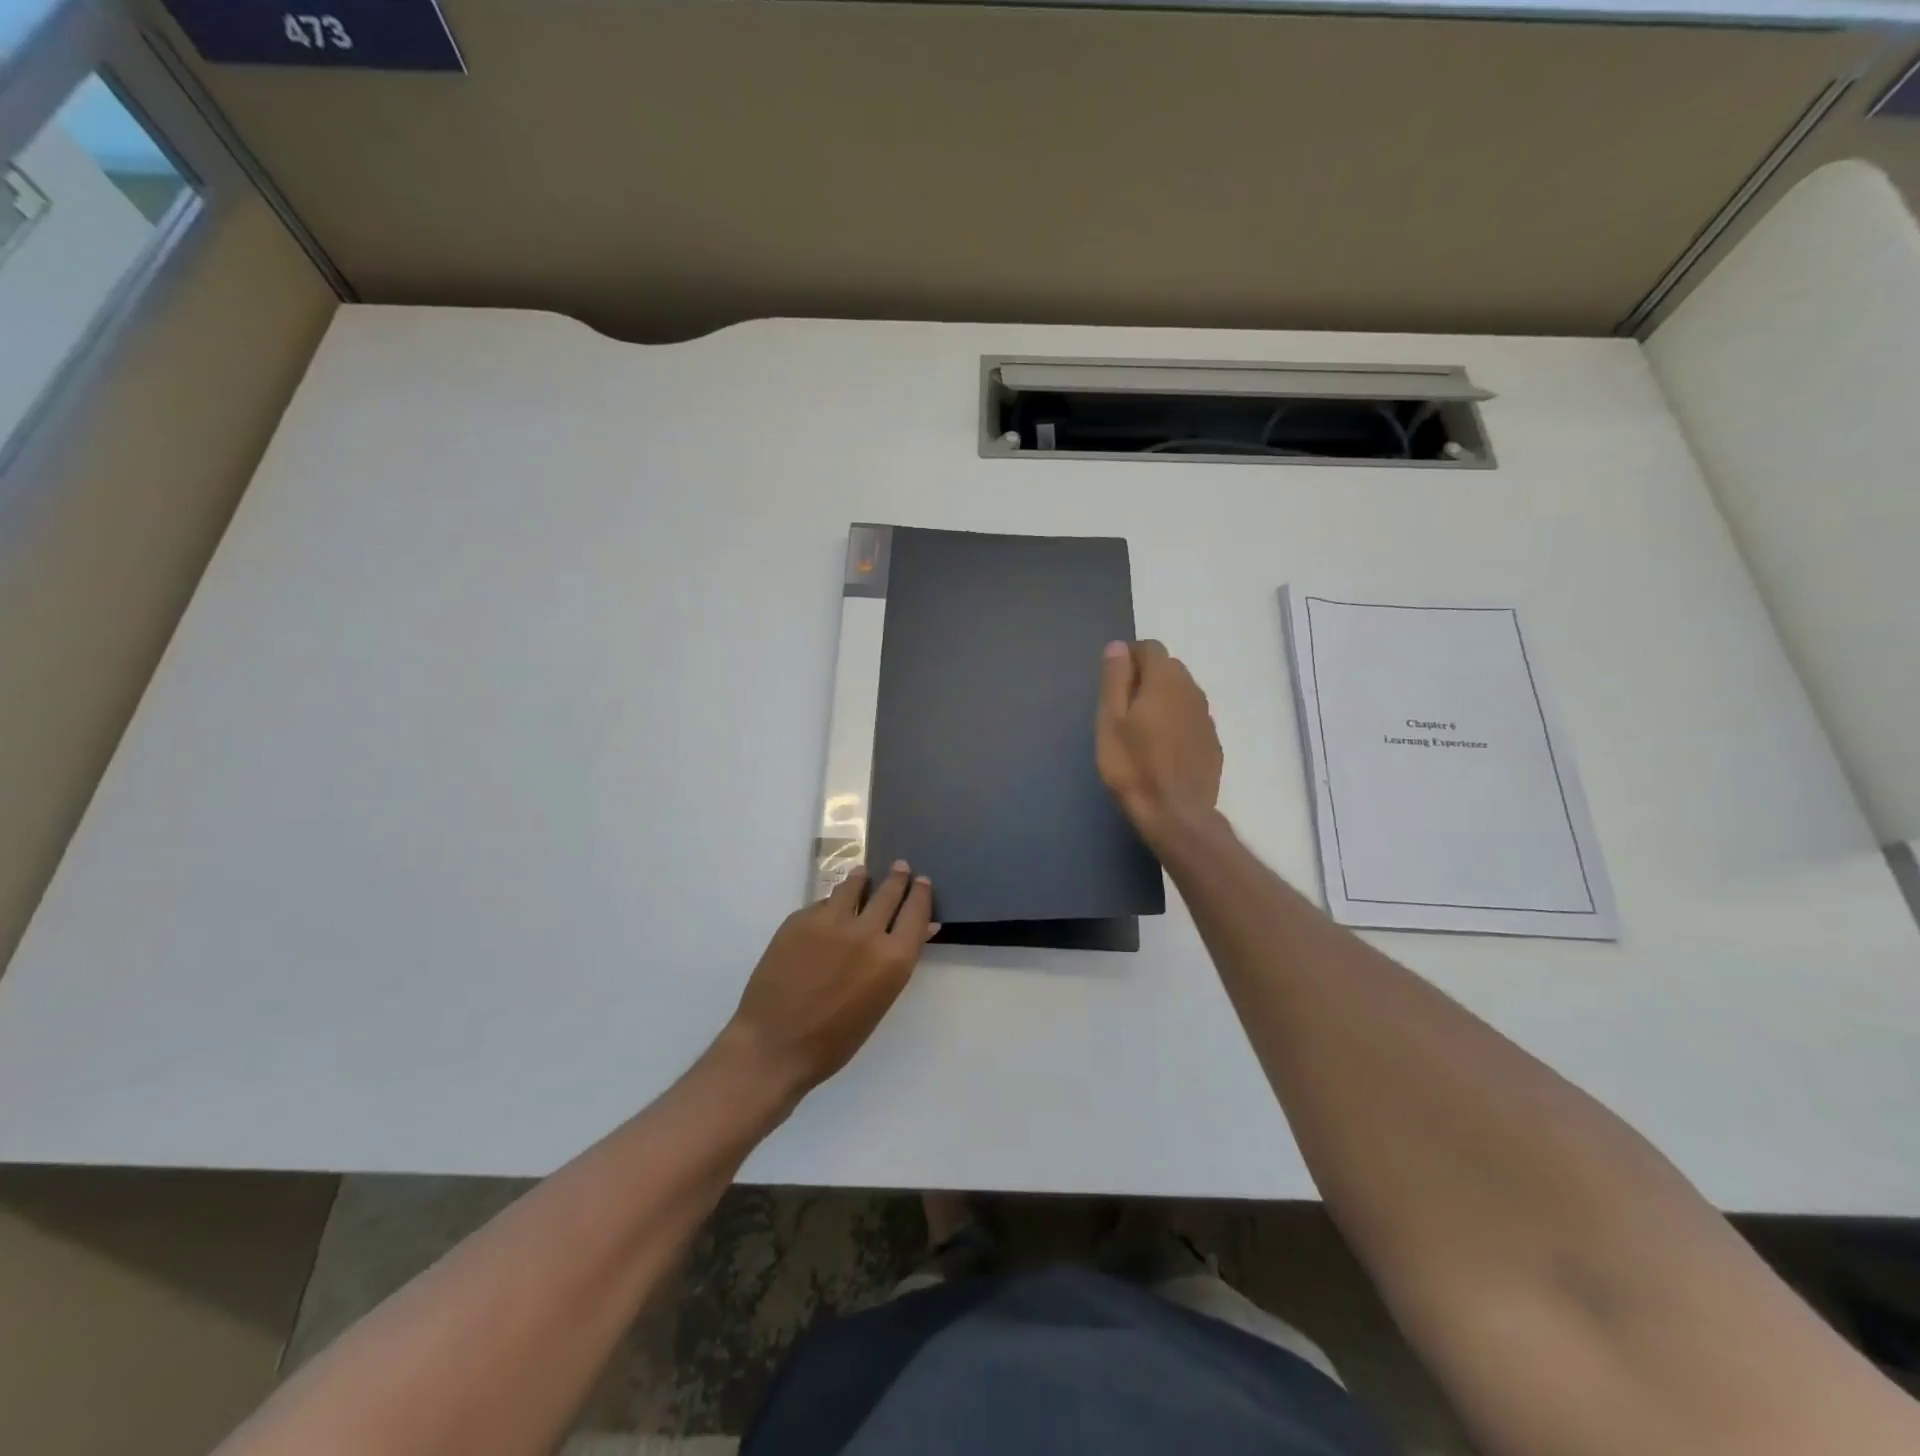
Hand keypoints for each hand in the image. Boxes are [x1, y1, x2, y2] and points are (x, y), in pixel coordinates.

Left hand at [723, 862, 937, 1104]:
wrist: (773, 1044)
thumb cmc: (834, 1039)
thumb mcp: (878, 1001)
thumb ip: (897, 960)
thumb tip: (919, 930)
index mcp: (893, 958)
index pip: (916, 912)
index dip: (920, 893)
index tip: (921, 881)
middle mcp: (867, 932)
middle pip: (888, 892)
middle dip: (897, 877)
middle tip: (900, 867)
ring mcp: (831, 921)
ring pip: (853, 886)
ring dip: (862, 879)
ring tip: (863, 875)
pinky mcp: (800, 919)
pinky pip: (823, 903)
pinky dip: (831, 903)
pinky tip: (829, 909)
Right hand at [1096, 639, 1223, 839]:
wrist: (1176, 814)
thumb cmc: (1133, 766)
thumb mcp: (1110, 721)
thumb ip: (1115, 680)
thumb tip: (1118, 647)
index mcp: (1165, 680)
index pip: (1150, 648)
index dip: (1129, 658)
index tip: (1113, 684)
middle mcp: (1192, 691)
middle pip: (1168, 668)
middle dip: (1146, 678)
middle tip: (1123, 709)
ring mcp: (1206, 717)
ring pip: (1182, 693)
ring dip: (1163, 700)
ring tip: (1142, 730)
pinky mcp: (1213, 742)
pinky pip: (1191, 718)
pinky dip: (1176, 722)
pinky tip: (1162, 749)